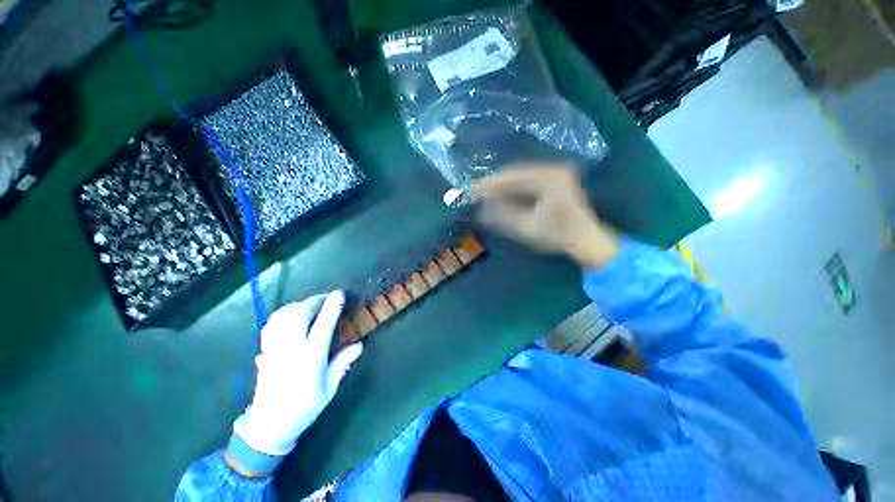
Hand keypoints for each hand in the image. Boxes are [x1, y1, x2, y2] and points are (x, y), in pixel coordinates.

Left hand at [233, 291, 362, 456]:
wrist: (269, 425)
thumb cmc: (305, 407)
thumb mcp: (329, 389)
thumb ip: (342, 364)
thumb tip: (359, 345)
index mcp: (310, 359)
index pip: (322, 327)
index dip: (331, 308)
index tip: (339, 294)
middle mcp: (290, 350)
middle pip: (299, 315)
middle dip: (313, 301)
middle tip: (326, 298)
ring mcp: (274, 349)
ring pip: (282, 317)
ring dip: (298, 305)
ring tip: (310, 305)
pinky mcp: (264, 351)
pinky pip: (271, 325)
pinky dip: (282, 314)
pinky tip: (291, 315)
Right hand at [473, 163, 619, 267]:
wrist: (587, 241)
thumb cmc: (559, 235)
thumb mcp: (527, 227)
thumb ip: (502, 216)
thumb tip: (481, 209)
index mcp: (549, 176)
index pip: (512, 175)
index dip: (490, 183)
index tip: (472, 190)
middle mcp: (552, 170)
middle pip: (516, 175)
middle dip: (495, 186)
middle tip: (476, 195)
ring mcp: (554, 176)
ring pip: (520, 180)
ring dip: (503, 189)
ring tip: (485, 198)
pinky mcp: (554, 184)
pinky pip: (527, 185)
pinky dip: (513, 193)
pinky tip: (502, 200)